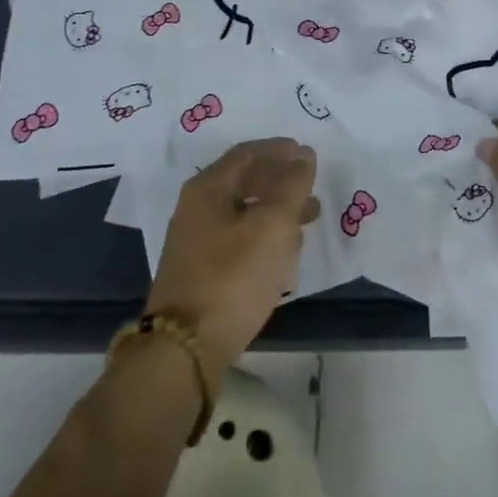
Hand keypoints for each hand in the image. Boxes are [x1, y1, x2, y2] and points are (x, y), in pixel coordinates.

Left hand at [147, 138, 321, 372]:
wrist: (185, 347)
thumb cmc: (233, 275)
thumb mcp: (273, 225)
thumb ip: (292, 185)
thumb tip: (303, 155)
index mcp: (208, 188)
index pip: (247, 153)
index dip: (279, 149)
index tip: (307, 153)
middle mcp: (196, 207)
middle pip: (243, 180)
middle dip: (280, 180)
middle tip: (311, 186)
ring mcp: (195, 240)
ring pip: (243, 211)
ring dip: (276, 209)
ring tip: (308, 218)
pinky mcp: (200, 270)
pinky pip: (238, 238)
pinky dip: (264, 234)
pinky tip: (284, 251)